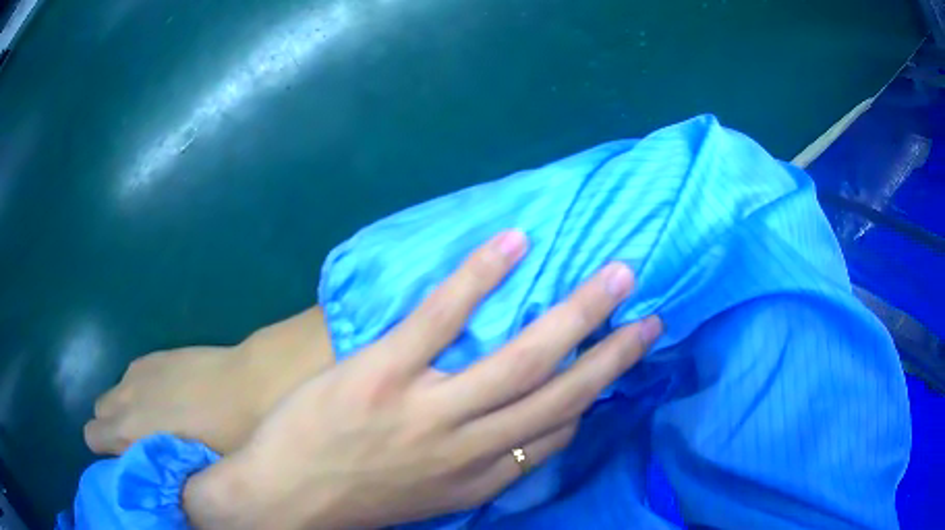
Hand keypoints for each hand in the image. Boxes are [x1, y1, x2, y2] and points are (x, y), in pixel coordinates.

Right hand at [84, 307, 334, 454]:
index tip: (127, 466)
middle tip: (141, 447)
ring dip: (124, 409)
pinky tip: (165, 398)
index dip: (107, 454)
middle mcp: (123, 398)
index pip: (92, 438)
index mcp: (129, 432)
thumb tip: (159, 485)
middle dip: (112, 430)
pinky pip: (130, 376)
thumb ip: (165, 479)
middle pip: (98, 414)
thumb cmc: (229, 442)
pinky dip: (138, 390)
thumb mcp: (194, 476)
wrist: (254, 387)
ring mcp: (137, 372)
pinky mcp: (153, 356)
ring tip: (153, 423)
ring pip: (113, 394)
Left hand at [184, 230, 661, 529]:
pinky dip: (480, 277)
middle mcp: (469, 446)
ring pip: (520, 357)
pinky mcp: (381, 375)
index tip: (617, 362)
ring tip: (615, 275)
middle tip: (650, 314)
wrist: (285, 500)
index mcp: (479, 477)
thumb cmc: (357, 501)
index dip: (593, 397)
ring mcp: (426, 409)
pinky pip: (440, 318)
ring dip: (575, 313)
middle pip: (561, 394)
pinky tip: (513, 242)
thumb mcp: (427, 499)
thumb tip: (515, 431)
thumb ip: (474, 468)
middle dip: (614, 355)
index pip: (556, 433)